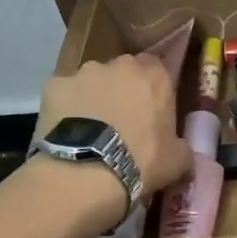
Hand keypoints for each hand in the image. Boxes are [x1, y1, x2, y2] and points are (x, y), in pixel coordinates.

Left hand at [37, 55, 188, 205]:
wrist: (86, 173)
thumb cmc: (141, 162)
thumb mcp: (177, 160)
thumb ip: (182, 146)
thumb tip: (182, 150)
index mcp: (154, 76)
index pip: (156, 68)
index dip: (152, 89)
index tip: (149, 111)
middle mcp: (119, 65)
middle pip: (122, 71)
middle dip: (122, 90)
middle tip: (120, 121)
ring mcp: (83, 72)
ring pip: (91, 81)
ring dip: (93, 97)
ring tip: (90, 130)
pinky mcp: (54, 86)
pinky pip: (63, 94)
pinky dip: (65, 108)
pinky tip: (66, 133)